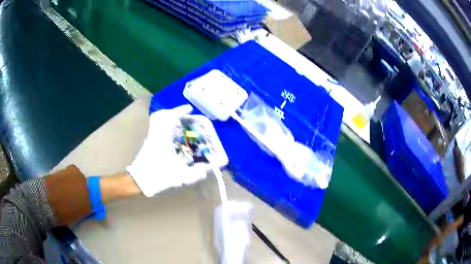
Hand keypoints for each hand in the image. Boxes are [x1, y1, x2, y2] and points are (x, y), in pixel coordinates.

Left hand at [127, 105, 208, 196]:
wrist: (139, 181)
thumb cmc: (157, 175)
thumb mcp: (178, 176)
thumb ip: (194, 174)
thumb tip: (205, 172)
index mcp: (162, 138)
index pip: (169, 117)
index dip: (179, 110)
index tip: (189, 109)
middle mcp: (155, 135)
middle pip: (160, 116)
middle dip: (173, 113)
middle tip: (183, 117)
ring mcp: (150, 139)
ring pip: (158, 122)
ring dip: (169, 120)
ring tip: (180, 126)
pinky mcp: (149, 143)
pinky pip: (157, 129)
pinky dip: (165, 128)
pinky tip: (173, 138)